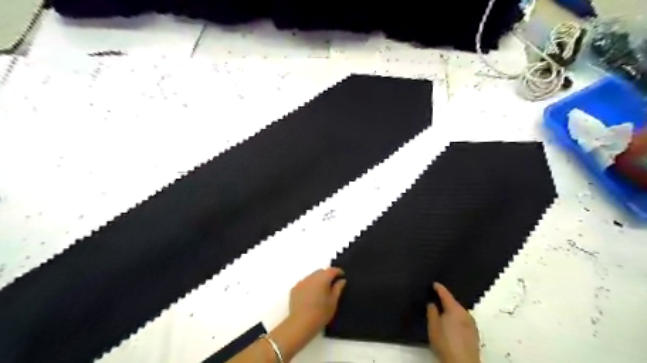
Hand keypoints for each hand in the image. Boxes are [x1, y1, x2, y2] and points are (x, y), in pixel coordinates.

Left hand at [290, 268, 345, 332]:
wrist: (300, 324)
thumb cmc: (321, 313)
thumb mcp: (333, 302)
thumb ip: (338, 288)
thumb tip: (341, 280)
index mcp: (322, 278)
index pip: (332, 270)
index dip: (338, 272)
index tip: (342, 276)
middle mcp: (311, 277)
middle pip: (321, 271)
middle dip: (327, 275)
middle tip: (332, 285)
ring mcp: (301, 282)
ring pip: (312, 277)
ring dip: (317, 280)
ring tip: (320, 292)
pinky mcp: (294, 289)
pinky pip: (304, 283)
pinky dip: (309, 286)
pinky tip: (310, 296)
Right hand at [428, 284, 476, 362]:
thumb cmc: (446, 343)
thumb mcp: (433, 326)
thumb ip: (432, 312)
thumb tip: (432, 304)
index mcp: (455, 309)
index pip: (446, 294)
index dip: (439, 288)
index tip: (434, 284)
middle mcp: (465, 313)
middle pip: (454, 303)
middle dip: (445, 301)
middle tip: (436, 300)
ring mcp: (471, 324)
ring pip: (459, 312)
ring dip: (451, 311)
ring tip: (442, 315)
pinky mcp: (474, 334)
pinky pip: (463, 321)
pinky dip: (457, 320)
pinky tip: (451, 326)